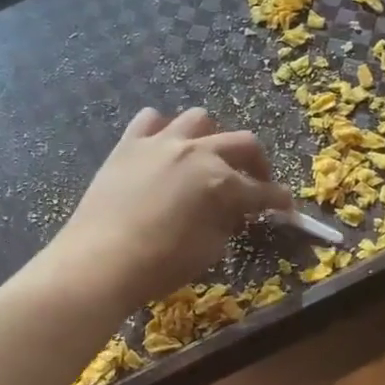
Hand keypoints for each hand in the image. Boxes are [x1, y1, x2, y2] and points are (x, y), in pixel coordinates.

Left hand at [33, 108, 291, 314]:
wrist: (99, 260)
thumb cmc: (159, 265)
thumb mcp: (208, 251)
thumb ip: (226, 224)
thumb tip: (231, 212)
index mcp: (221, 182)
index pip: (262, 190)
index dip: (278, 200)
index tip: (285, 207)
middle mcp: (196, 152)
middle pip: (242, 143)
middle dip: (256, 163)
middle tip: (255, 182)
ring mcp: (160, 142)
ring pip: (199, 120)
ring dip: (211, 137)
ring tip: (207, 157)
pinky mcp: (128, 144)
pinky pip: (151, 120)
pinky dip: (163, 130)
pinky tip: (163, 147)